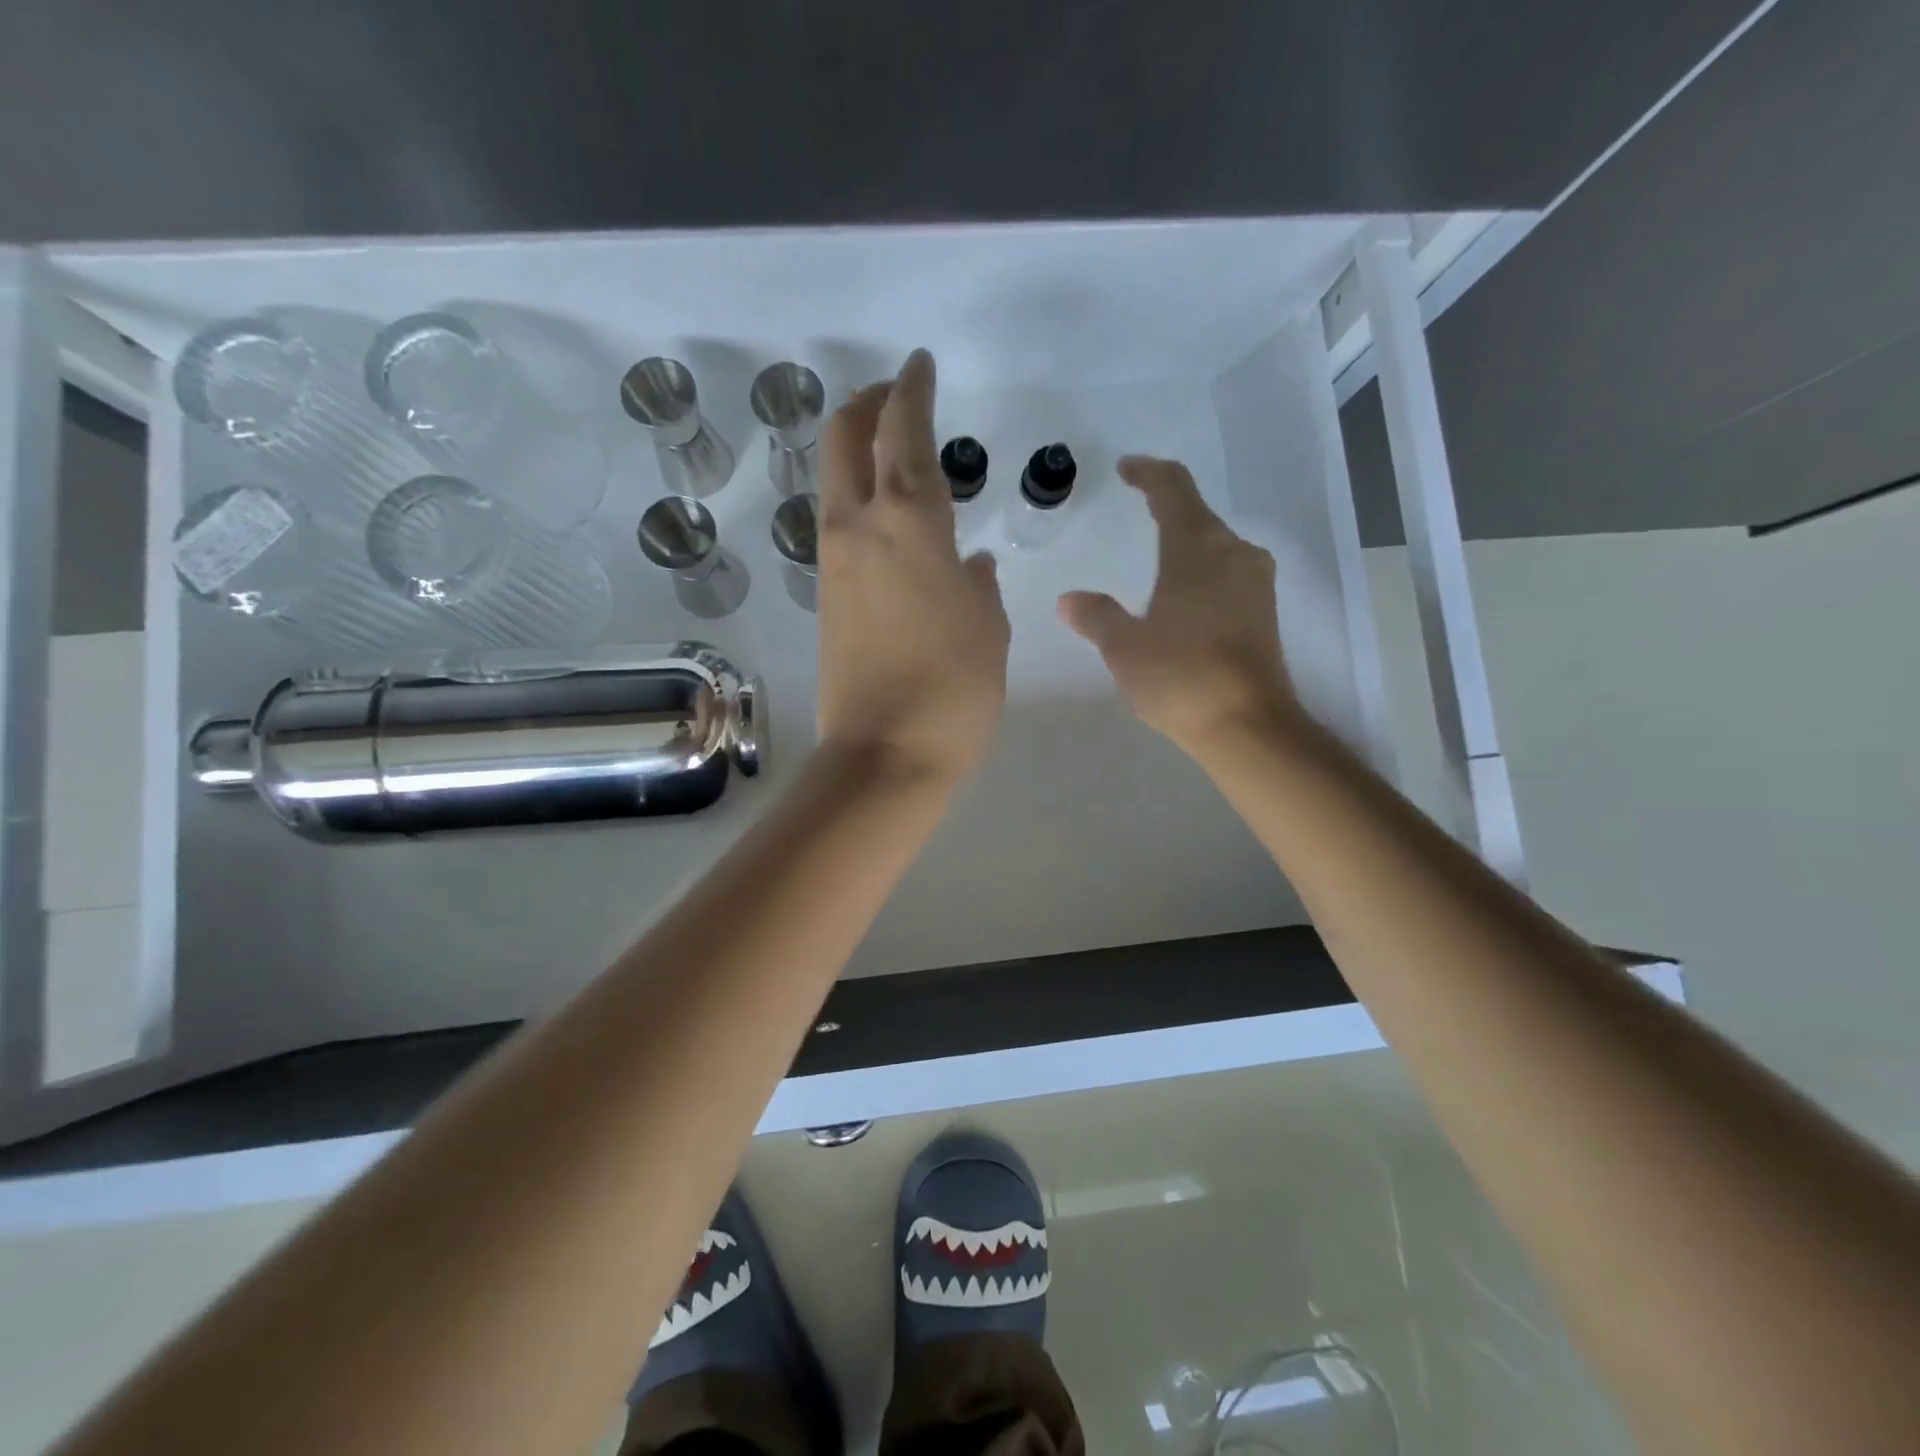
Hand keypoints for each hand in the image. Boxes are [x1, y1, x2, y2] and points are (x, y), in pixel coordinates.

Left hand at [816, 350, 1009, 781]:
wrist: (886, 754)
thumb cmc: (954, 686)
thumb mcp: (988, 626)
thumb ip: (978, 582)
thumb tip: (971, 563)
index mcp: (909, 522)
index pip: (904, 432)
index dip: (911, 390)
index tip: (918, 365)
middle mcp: (859, 528)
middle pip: (845, 439)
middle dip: (867, 405)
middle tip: (894, 397)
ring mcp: (833, 563)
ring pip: (833, 482)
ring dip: (856, 453)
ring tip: (892, 454)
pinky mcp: (824, 598)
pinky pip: (837, 527)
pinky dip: (857, 501)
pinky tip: (889, 522)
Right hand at [1059, 456, 1300, 753]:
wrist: (1248, 725)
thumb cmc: (1180, 677)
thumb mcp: (1124, 647)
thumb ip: (1096, 616)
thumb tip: (1070, 599)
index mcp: (1196, 548)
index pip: (1173, 489)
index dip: (1148, 473)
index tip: (1127, 468)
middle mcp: (1233, 552)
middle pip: (1198, 513)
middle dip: (1166, 507)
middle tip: (1137, 509)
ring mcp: (1255, 581)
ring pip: (1216, 543)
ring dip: (1186, 540)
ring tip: (1156, 555)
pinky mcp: (1265, 610)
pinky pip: (1228, 570)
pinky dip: (1202, 569)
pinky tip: (1184, 594)